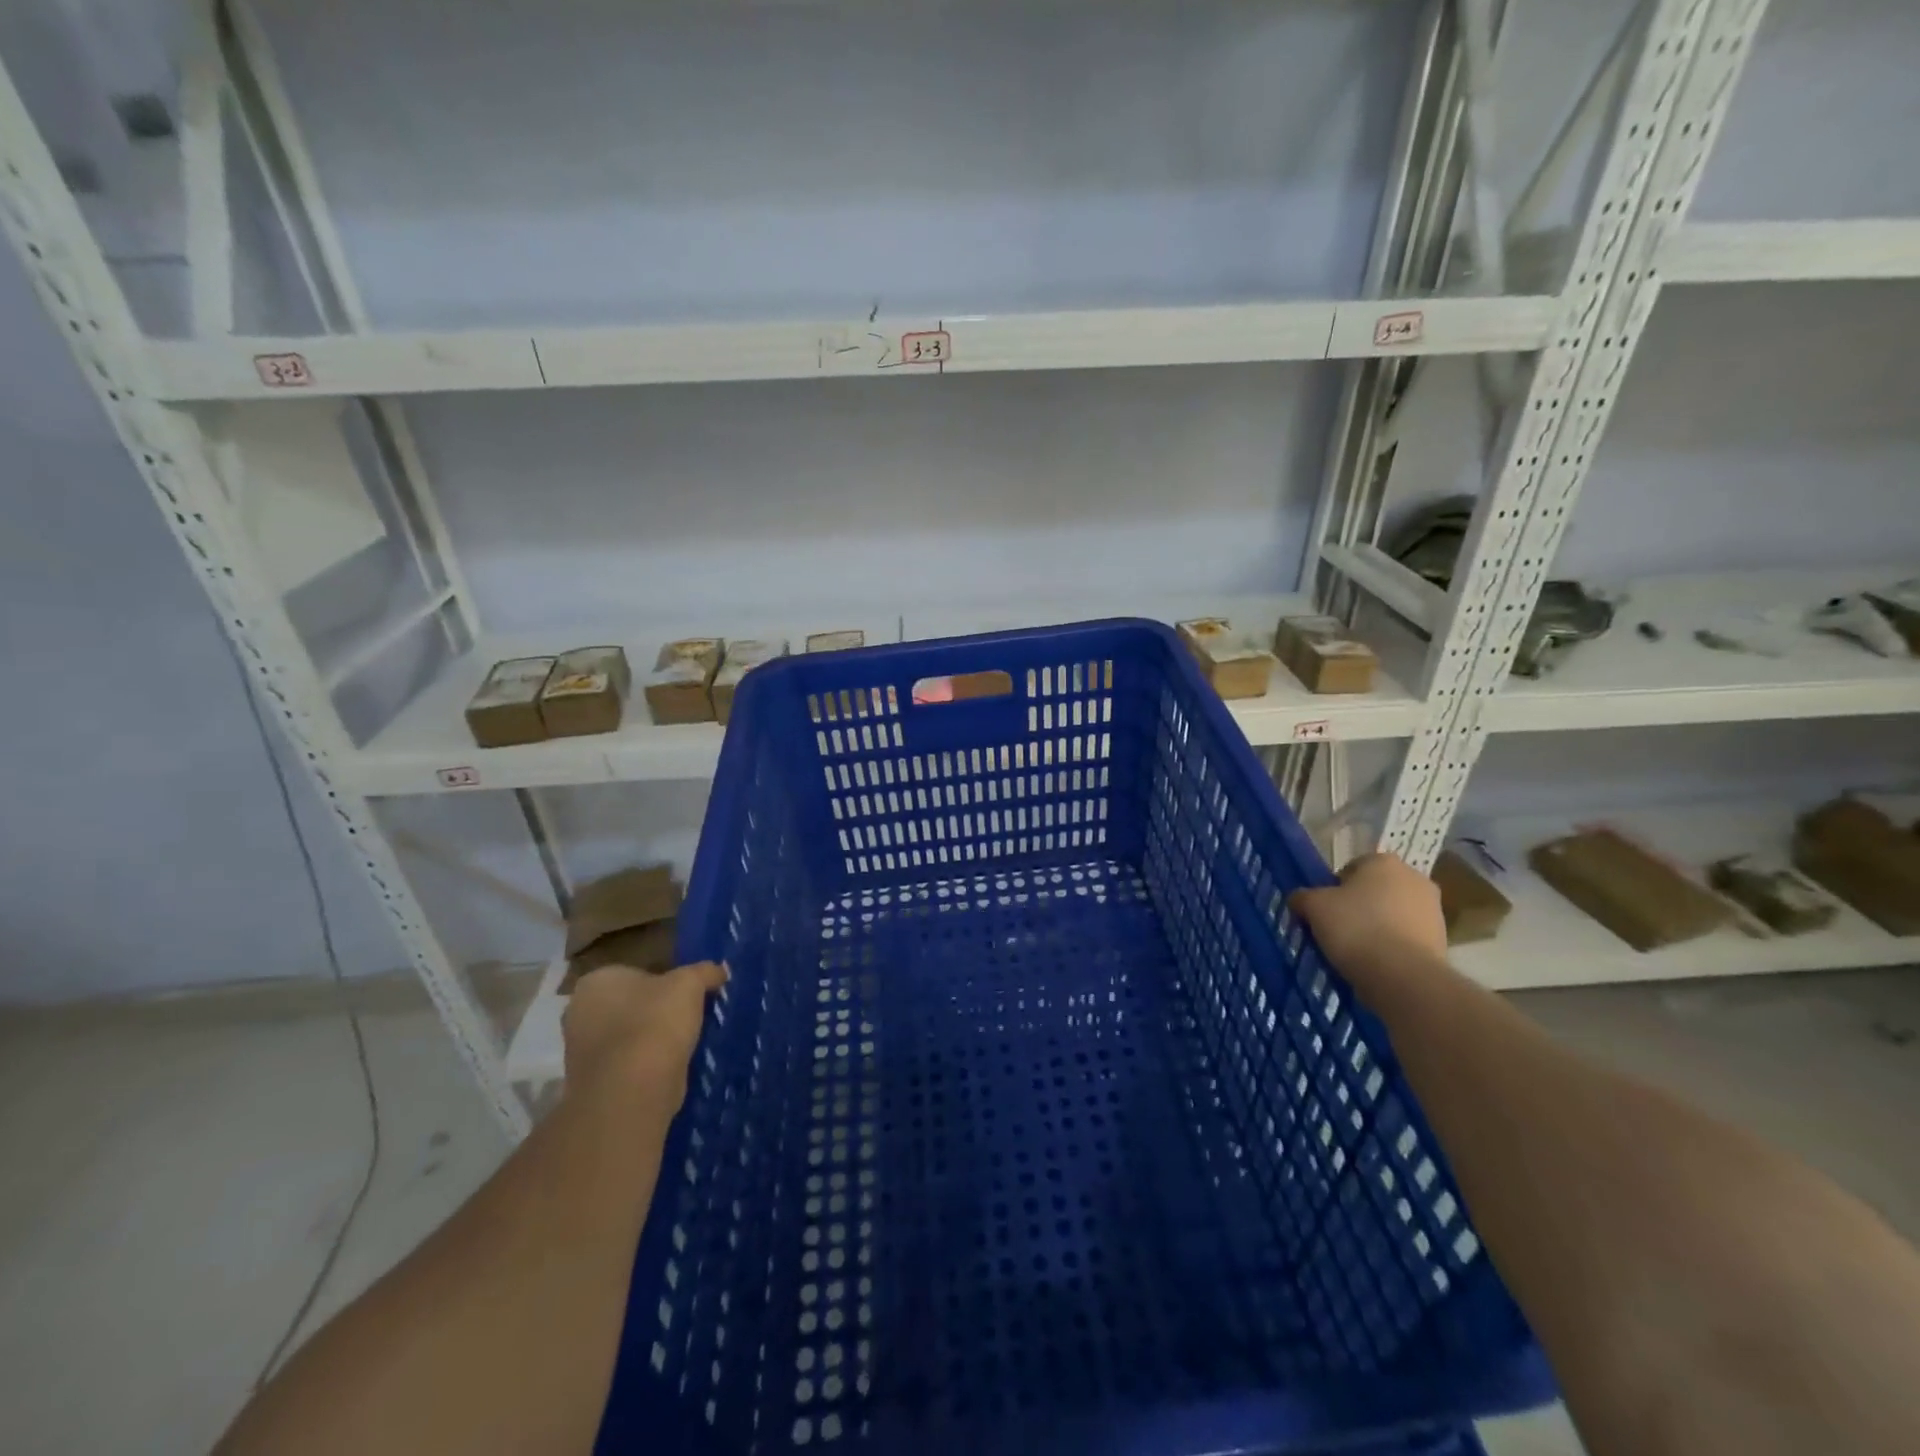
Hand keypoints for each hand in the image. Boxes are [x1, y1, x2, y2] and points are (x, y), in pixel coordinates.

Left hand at [561, 961, 726, 1105]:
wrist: (632, 1090)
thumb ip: (705, 972)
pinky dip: (645, 1066)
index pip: (635, 973)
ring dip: (650, 1040)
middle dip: (654, 1011)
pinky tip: (669, 1068)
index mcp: (597, 981)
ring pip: (627, 1036)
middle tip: (687, 1018)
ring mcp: (580, 1052)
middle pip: (629, 1005)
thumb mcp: (690, 984)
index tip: (686, 994)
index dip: (663, 982)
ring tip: (683, 1044)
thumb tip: (721, 970)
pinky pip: (626, 1065)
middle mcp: (578, 1013)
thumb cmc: (655, 1022)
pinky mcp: (592, 1083)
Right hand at [1288, 853, 1448, 991]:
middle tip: (1336, 929)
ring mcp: (1433, 910)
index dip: (1333, 889)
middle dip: (1357, 906)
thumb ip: (1303, 897)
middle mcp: (1415, 878)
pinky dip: (1392, 946)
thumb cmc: (1356, 928)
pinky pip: (1406, 937)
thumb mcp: (1314, 907)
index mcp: (1384, 861)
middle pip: (1374, 890)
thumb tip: (1299, 899)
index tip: (1323, 911)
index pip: (1351, 868)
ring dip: (1376, 926)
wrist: (1404, 977)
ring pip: (1392, 914)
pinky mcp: (1443, 941)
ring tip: (1355, 950)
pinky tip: (1376, 963)